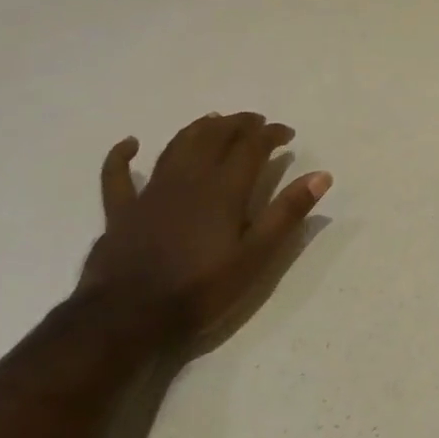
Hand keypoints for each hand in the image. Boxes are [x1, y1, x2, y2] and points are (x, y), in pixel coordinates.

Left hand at [78, 112, 330, 340]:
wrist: (128, 317)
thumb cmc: (201, 289)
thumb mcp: (256, 257)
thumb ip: (287, 213)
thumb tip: (321, 175)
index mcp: (224, 189)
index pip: (252, 146)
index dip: (271, 134)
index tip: (287, 133)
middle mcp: (188, 179)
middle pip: (215, 136)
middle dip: (238, 123)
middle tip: (256, 122)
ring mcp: (151, 192)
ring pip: (176, 146)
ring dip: (198, 128)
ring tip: (214, 120)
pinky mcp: (122, 211)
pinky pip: (118, 175)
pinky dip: (122, 156)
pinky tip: (130, 144)